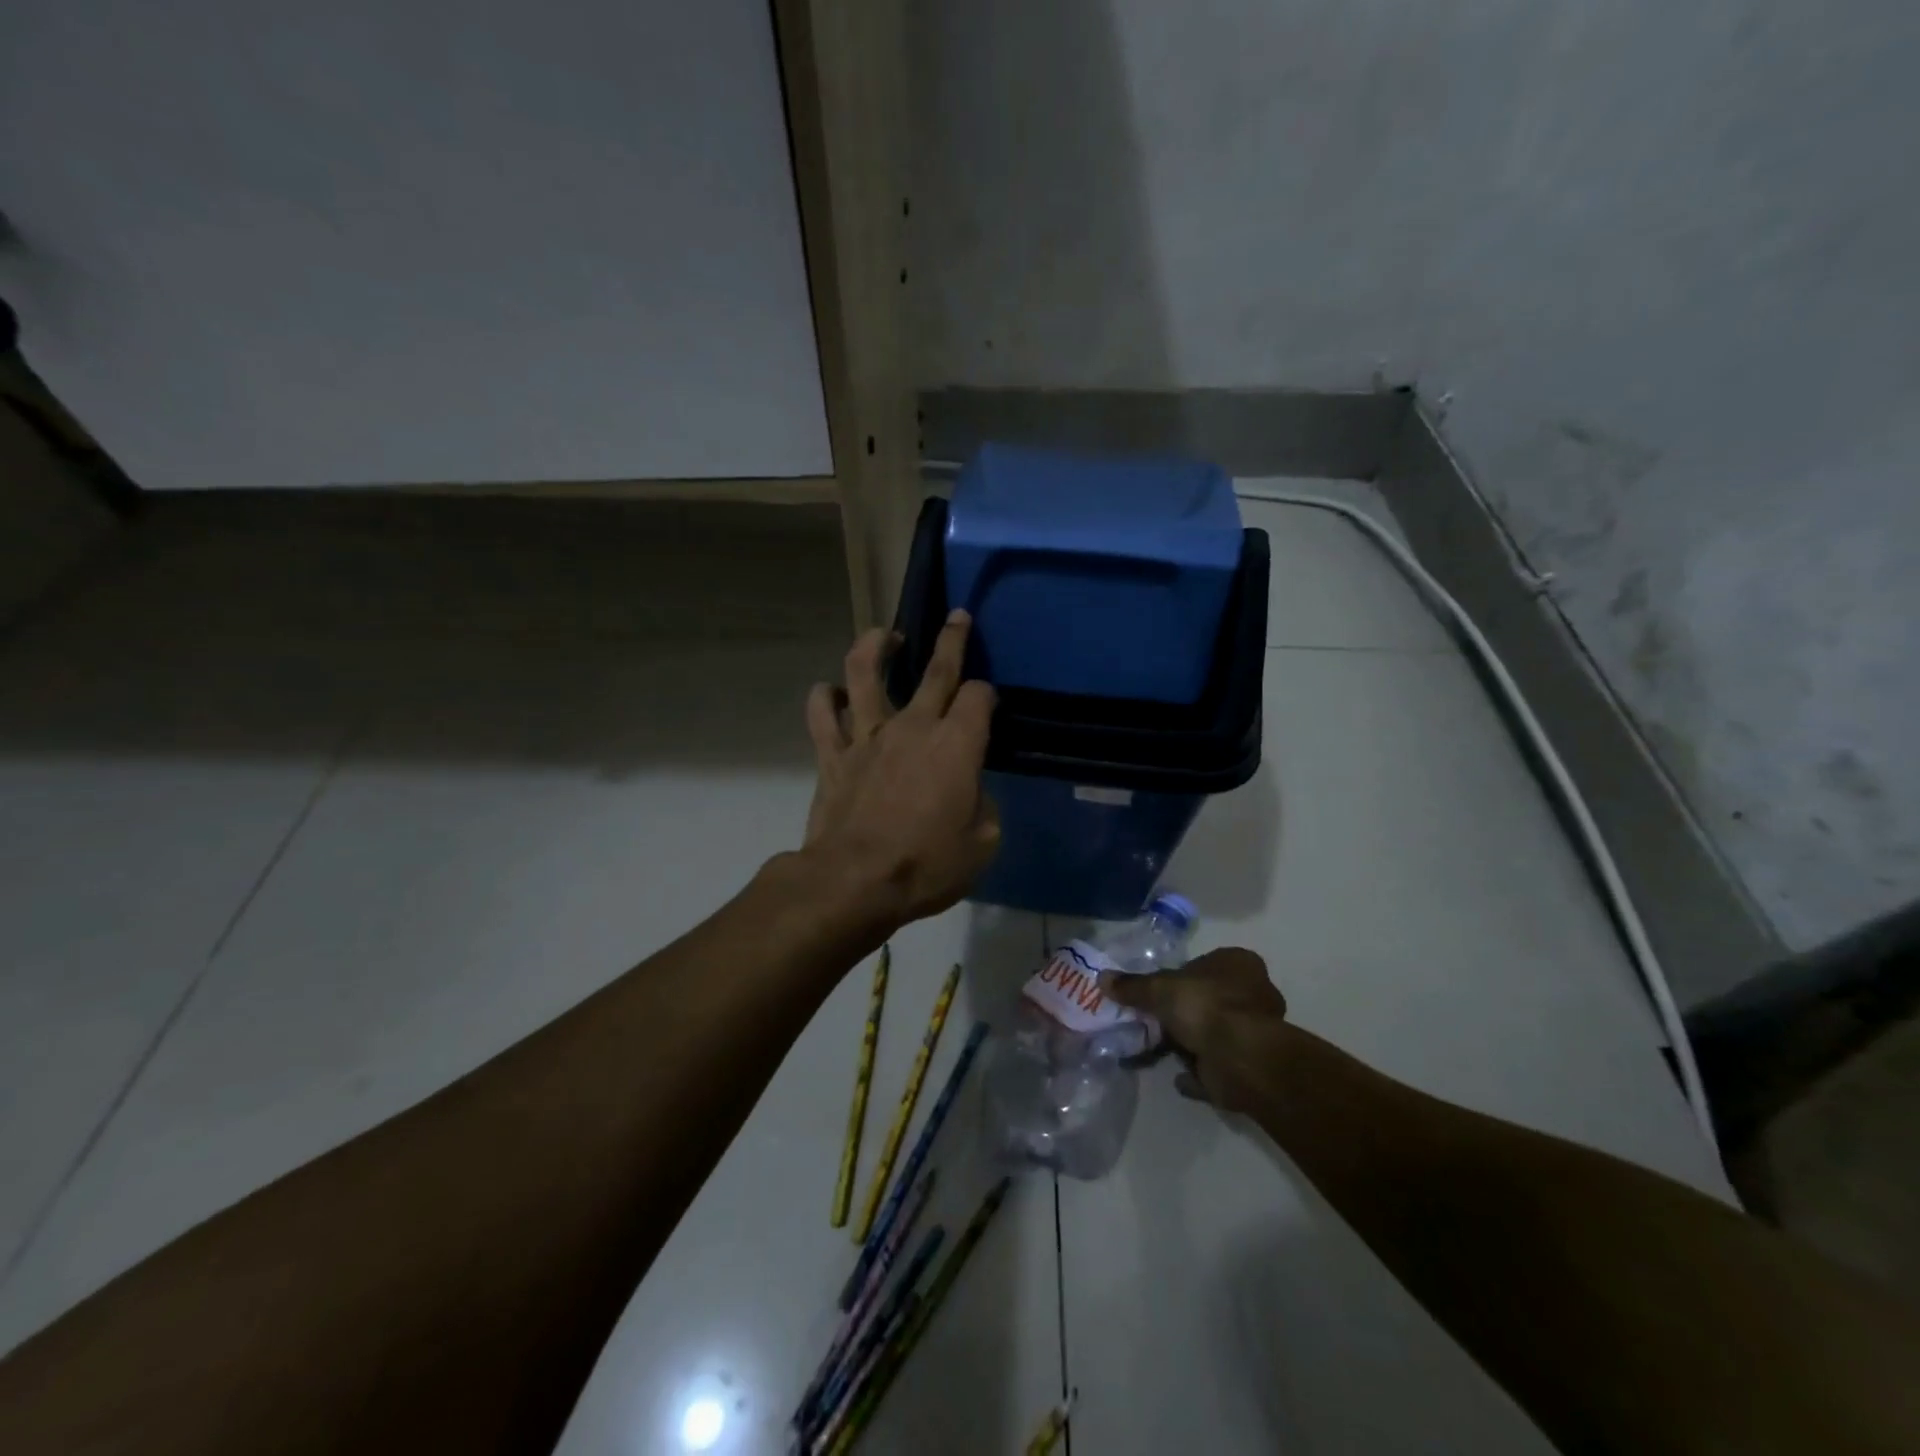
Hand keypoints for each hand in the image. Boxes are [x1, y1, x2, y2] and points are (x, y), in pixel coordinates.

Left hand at [799, 611, 999, 931]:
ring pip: (866, 671)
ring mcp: (867, 735)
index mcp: (957, 744)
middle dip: (952, 639)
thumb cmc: (927, 865)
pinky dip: (824, 697)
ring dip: (876, 645)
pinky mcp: (833, 754)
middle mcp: (913, 726)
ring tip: (884, 636)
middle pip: (936, 668)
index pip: (979, 697)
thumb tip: (969, 790)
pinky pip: (822, 713)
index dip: (987, 696)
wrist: (855, 881)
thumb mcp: (982, 843)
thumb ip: (982, 805)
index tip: (987, 705)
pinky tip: (831, 692)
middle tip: (957, 617)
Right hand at [1102, 948, 1287, 1113]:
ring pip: (1215, 1033)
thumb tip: (1102, 978)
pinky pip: (1217, 1066)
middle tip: (1154, 1021)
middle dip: (1184, 1012)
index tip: (1157, 992)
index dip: (1180, 977)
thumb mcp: (1159, 989)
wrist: (1241, 1058)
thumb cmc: (1205, 1006)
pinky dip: (1198, 1072)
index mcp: (1239, 964)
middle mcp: (1254, 994)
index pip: (1204, 964)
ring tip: (1159, 1050)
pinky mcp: (1252, 1065)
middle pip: (1210, 999)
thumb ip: (1133, 986)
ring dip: (1191, 1043)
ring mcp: (1257, 1032)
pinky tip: (1177, 1077)